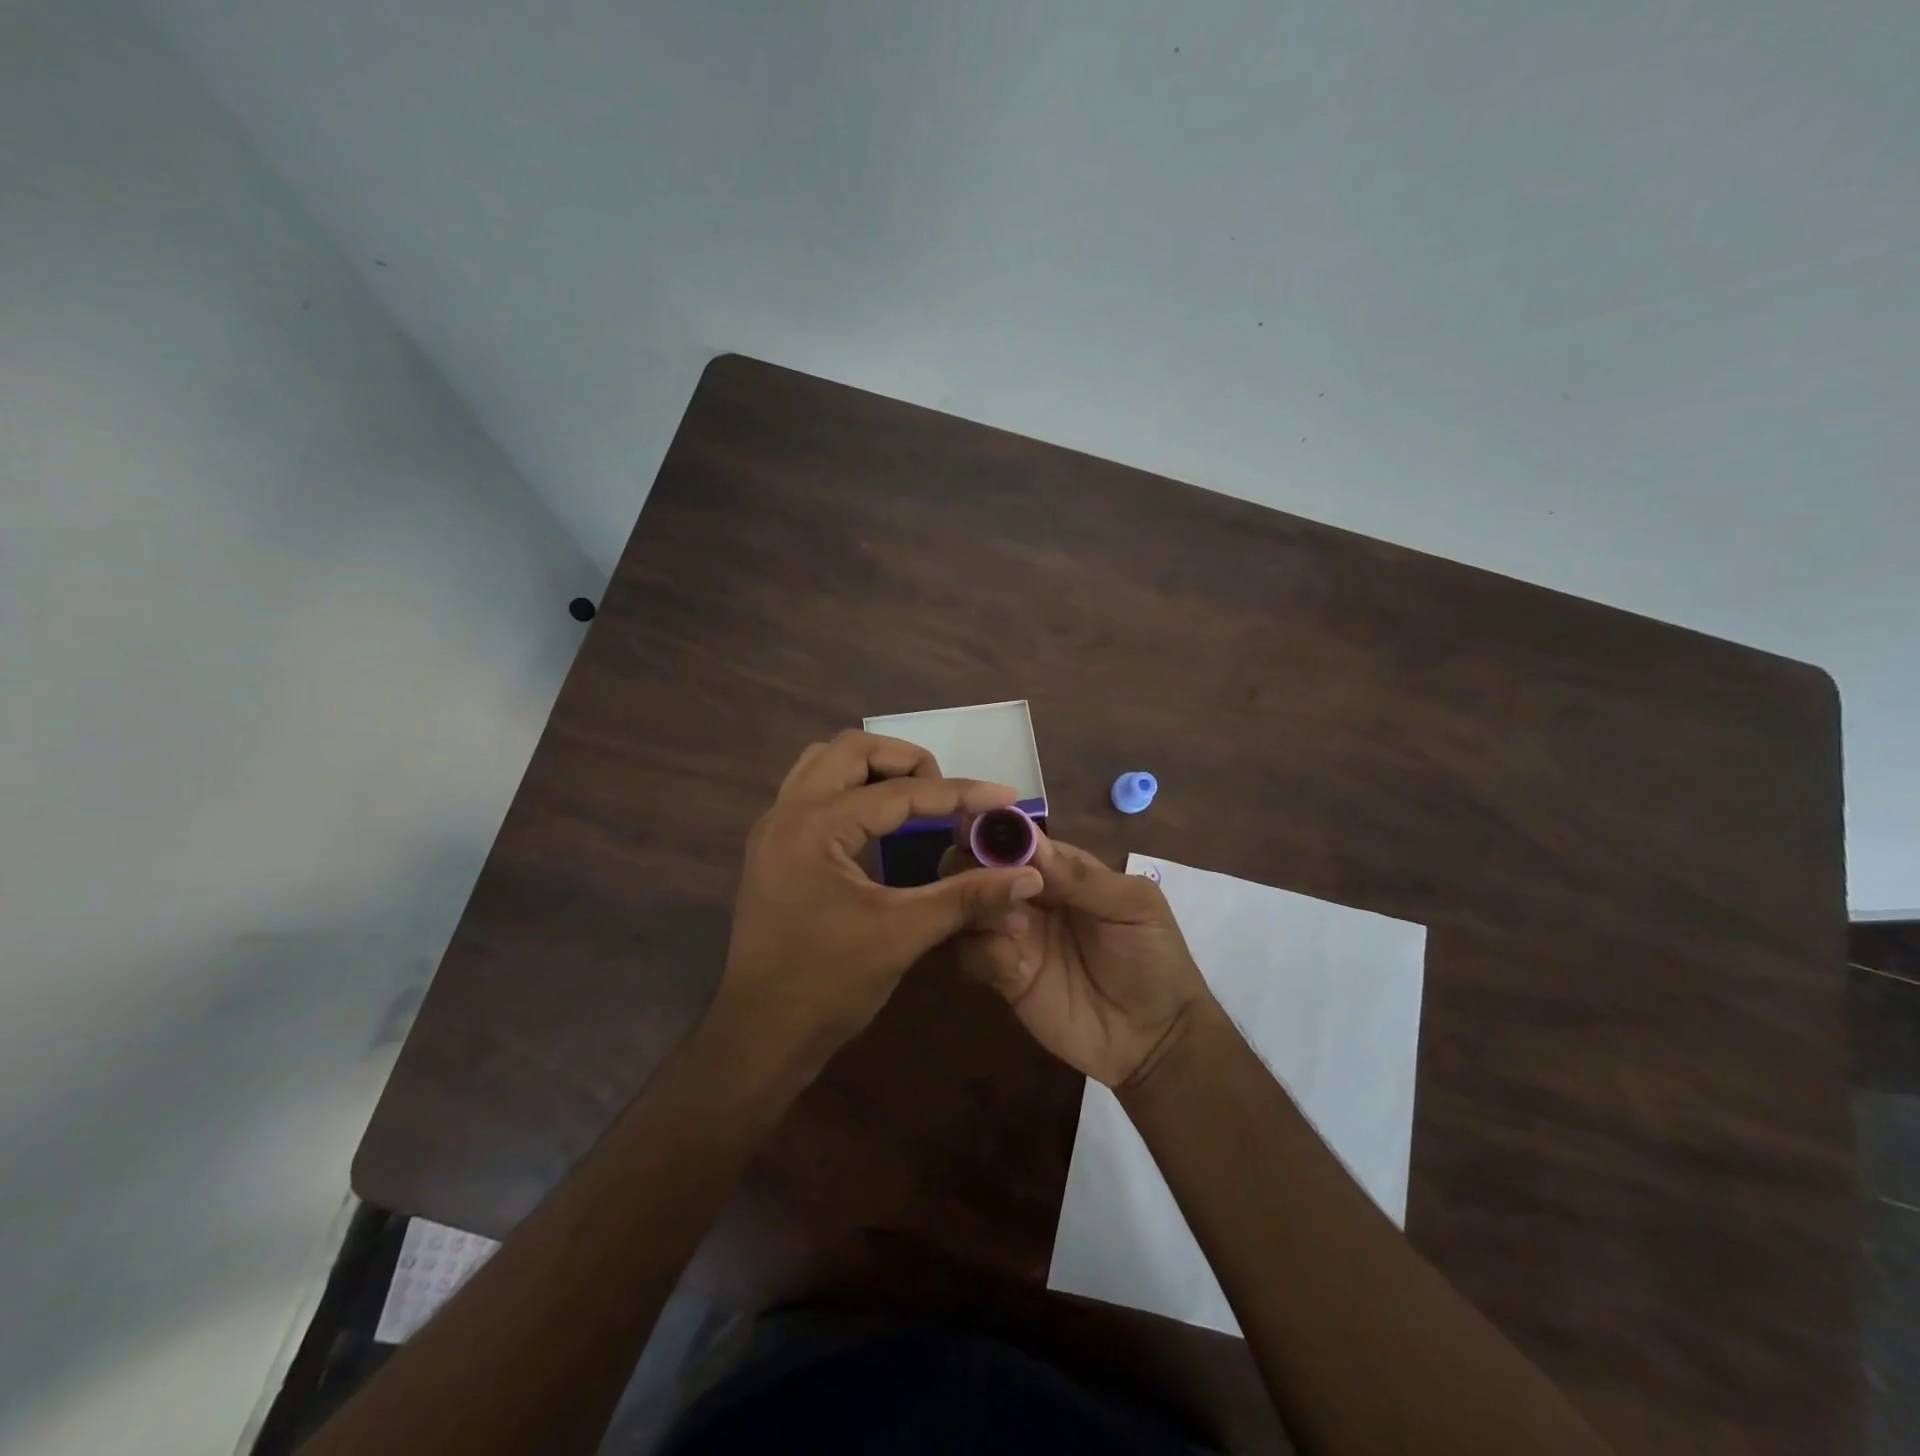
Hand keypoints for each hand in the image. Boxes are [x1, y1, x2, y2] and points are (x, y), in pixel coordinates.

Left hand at [713, 731, 1044, 1075]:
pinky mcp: (773, 848)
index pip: (898, 793)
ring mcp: (773, 828)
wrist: (760, 1037)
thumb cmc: (828, 986)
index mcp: (815, 827)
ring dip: (874, 769)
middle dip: (907, 762)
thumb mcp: (903, 935)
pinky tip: (879, 823)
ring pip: (825, 763)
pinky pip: (813, 790)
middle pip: (852, 749)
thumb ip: (967, 897)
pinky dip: (851, 789)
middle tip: (946, 795)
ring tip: (915, 799)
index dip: (958, 793)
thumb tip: (1027, 875)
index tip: (1004, 796)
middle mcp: (787, 812)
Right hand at [941, 831, 1213, 1088]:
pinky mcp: (1003, 975)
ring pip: (966, 906)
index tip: (974, 829)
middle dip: (972, 866)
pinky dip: (985, 953)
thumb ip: (1082, 877)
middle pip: (975, 866)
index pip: (1015, 837)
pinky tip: (1018, 969)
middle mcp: (1027, 895)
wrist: (1155, 1039)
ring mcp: (1012, 935)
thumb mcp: (1134, 907)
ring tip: (1019, 927)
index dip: (991, 828)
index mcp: (1058, 868)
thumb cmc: (1154, 958)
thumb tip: (1031, 843)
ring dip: (980, 908)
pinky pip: (972, 954)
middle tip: (990, 884)